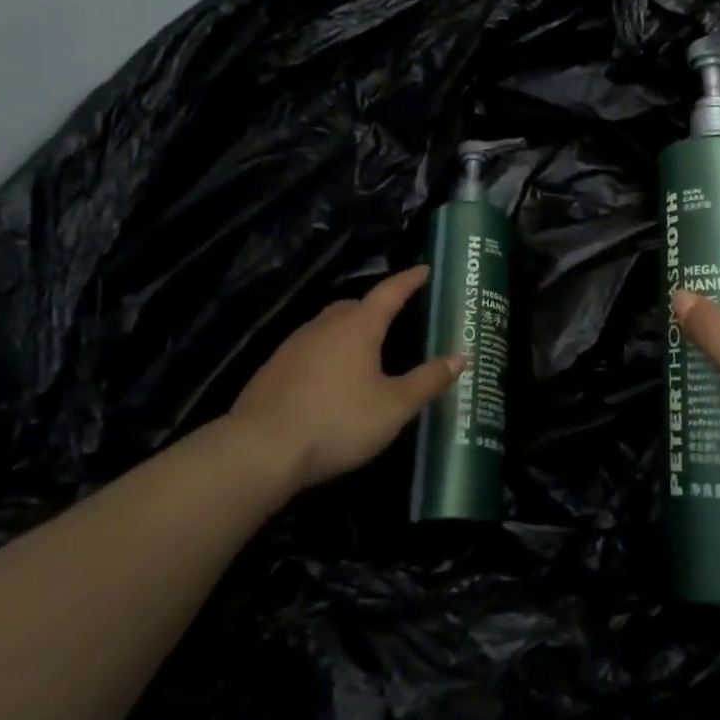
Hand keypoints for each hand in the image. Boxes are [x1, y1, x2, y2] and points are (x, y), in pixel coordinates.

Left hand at [225, 266, 461, 491]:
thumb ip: (427, 380)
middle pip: (355, 306)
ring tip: (365, 351)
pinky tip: (329, 379)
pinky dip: (326, 353)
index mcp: (359, 326)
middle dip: (377, 307)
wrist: (259, 451)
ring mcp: (294, 345)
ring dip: (349, 331)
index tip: (424, 269)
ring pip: (329, 326)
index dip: (409, 280)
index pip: (390, 292)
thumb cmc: (336, 421)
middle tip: (396, 317)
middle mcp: (325, 325)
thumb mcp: (393, 407)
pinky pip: (310, 349)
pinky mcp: (273, 369)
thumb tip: (461, 356)